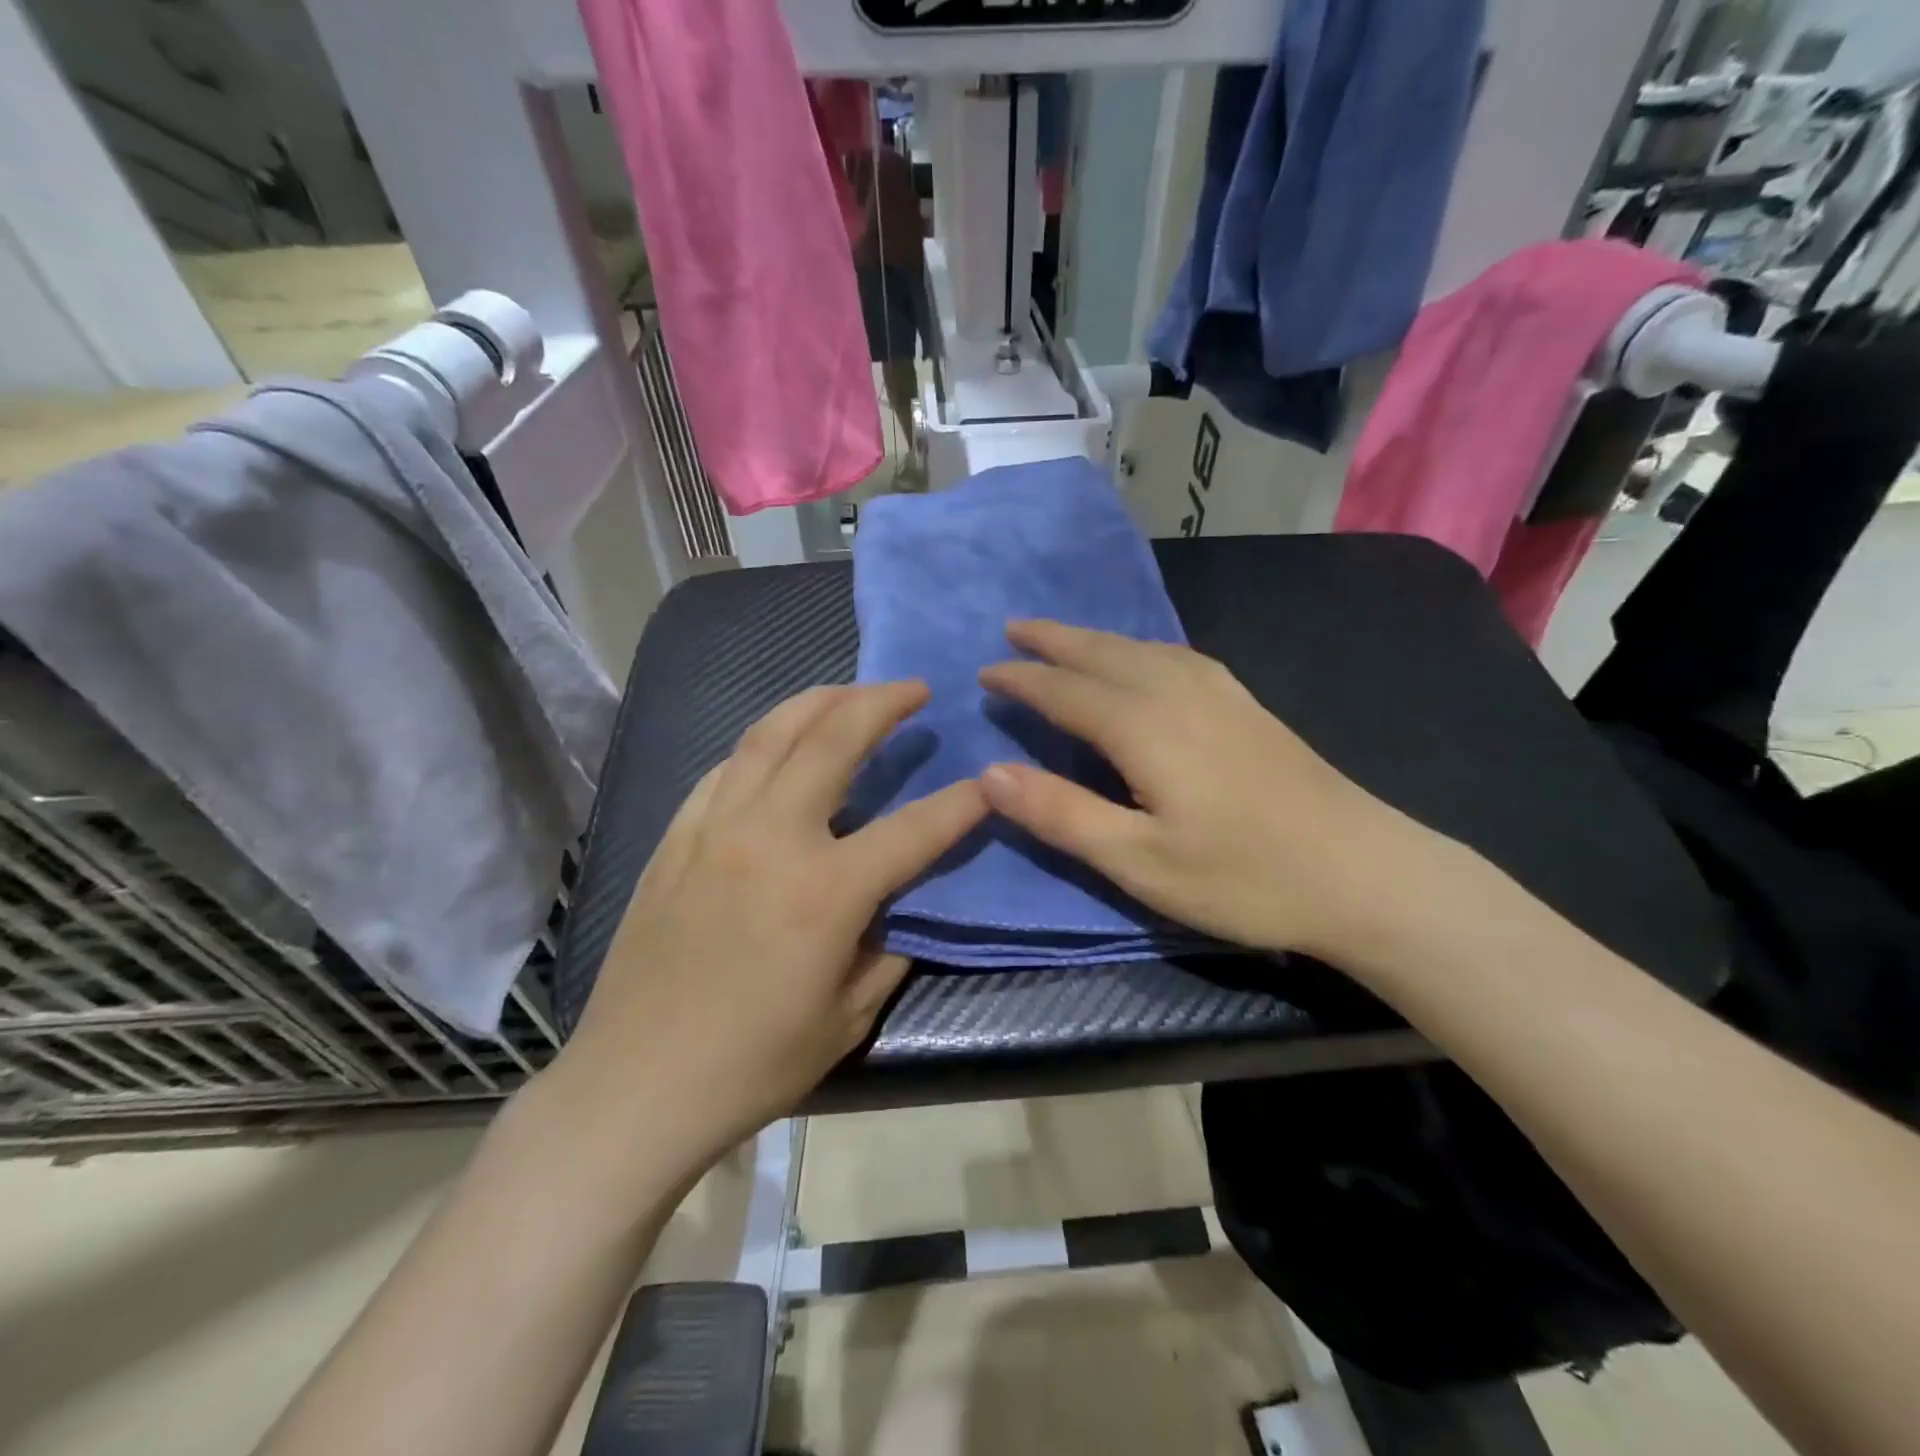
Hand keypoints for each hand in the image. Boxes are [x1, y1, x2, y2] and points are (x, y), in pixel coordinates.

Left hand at [554, 682, 986, 1170]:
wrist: (635, 1086)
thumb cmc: (752, 1065)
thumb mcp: (848, 1018)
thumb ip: (887, 948)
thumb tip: (900, 906)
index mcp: (826, 890)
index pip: (915, 827)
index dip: (961, 802)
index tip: (988, 780)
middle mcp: (771, 838)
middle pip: (834, 739)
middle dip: (883, 702)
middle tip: (914, 688)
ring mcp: (715, 829)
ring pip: (771, 733)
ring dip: (819, 702)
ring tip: (850, 694)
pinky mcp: (675, 838)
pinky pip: (726, 768)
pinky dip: (763, 743)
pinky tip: (778, 746)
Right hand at [979, 620, 1413, 962]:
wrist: (1366, 873)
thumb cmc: (1244, 878)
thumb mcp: (1139, 862)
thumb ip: (1061, 814)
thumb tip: (987, 772)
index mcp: (1144, 726)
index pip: (1064, 690)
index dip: (1021, 680)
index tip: (983, 672)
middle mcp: (1177, 692)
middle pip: (1102, 652)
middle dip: (1053, 639)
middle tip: (1013, 629)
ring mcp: (1219, 692)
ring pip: (1140, 647)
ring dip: (1094, 639)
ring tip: (1063, 638)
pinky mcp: (1246, 704)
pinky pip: (1174, 654)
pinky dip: (1138, 647)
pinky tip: (1143, 658)